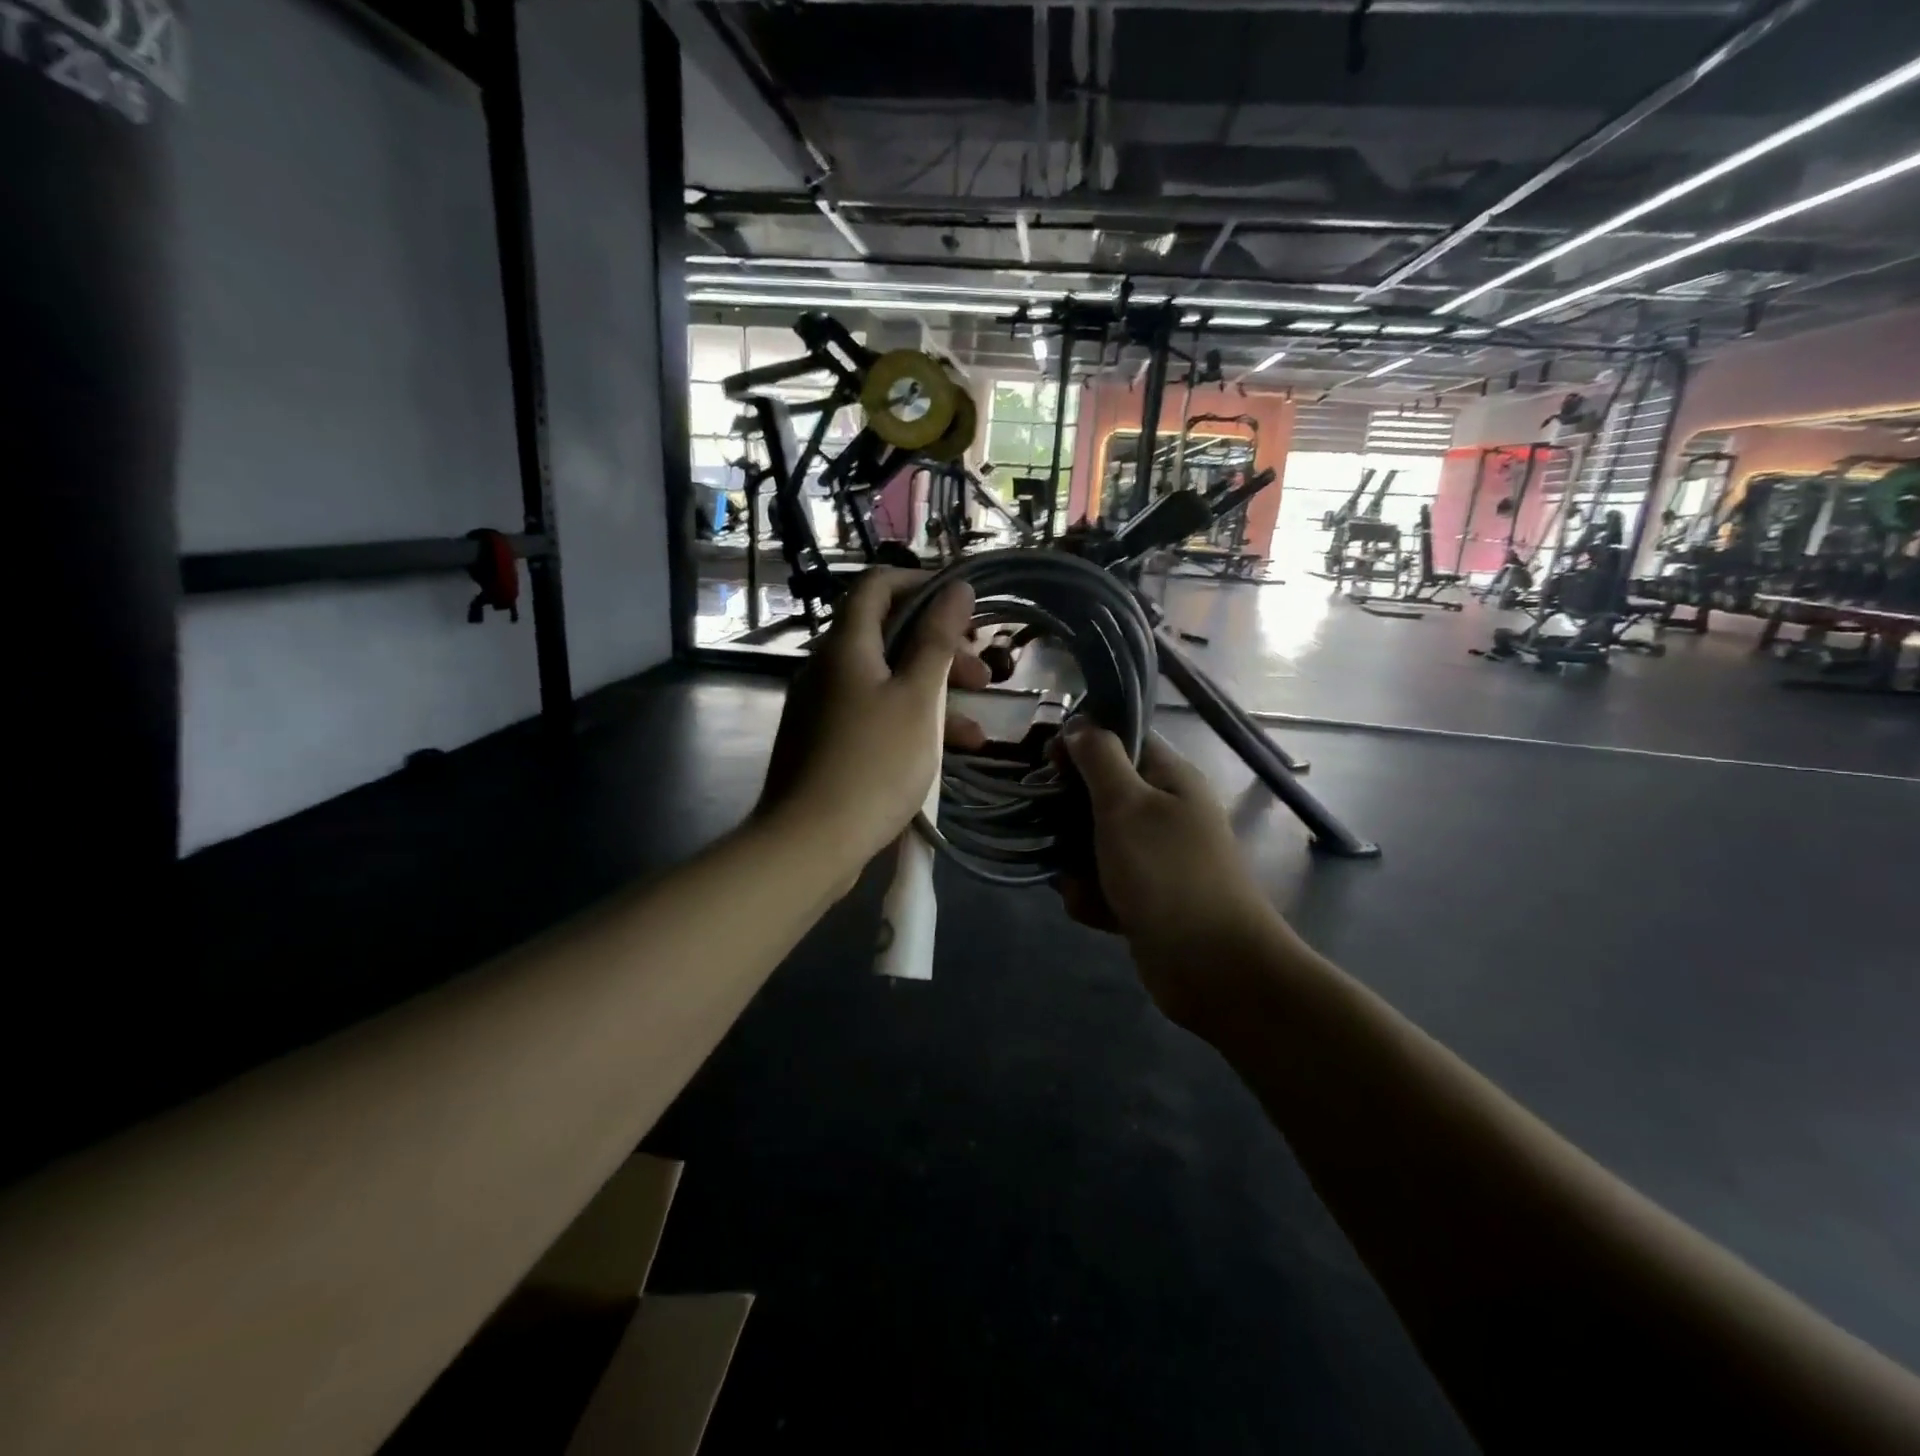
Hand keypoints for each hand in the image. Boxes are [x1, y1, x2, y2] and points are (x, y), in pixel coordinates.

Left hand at [758, 569, 988, 872]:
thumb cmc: (874, 762)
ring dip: (934, 695)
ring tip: (978, 730)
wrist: (810, 842)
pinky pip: (873, 715)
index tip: (963, 605)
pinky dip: (910, 723)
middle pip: (887, 637)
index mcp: (845, 645)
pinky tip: (948, 754)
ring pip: (886, 682)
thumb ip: (937, 639)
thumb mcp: (918, 698)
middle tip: (983, 673)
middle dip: (940, 650)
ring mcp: (823, 707)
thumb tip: (956, 587)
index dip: (921, 584)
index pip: (878, 585)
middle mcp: (828, 667)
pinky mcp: (825, 742)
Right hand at [1055, 725, 1296, 1031]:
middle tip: (1050, 828)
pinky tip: (1095, 912)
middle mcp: (1164, 812)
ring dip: (1076, 863)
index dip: (1083, 745)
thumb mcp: (1127, 805)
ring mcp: (1155, 857)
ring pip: (1093, 843)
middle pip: (1100, 794)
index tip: (1049, 761)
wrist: (1212, 967)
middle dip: (1069, 815)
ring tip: (1077, 882)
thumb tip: (1081, 724)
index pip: (1122, 741)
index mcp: (1169, 778)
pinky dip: (1093, 897)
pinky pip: (1103, 883)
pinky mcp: (1145, 897)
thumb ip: (1100, 759)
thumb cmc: (1167, 874)